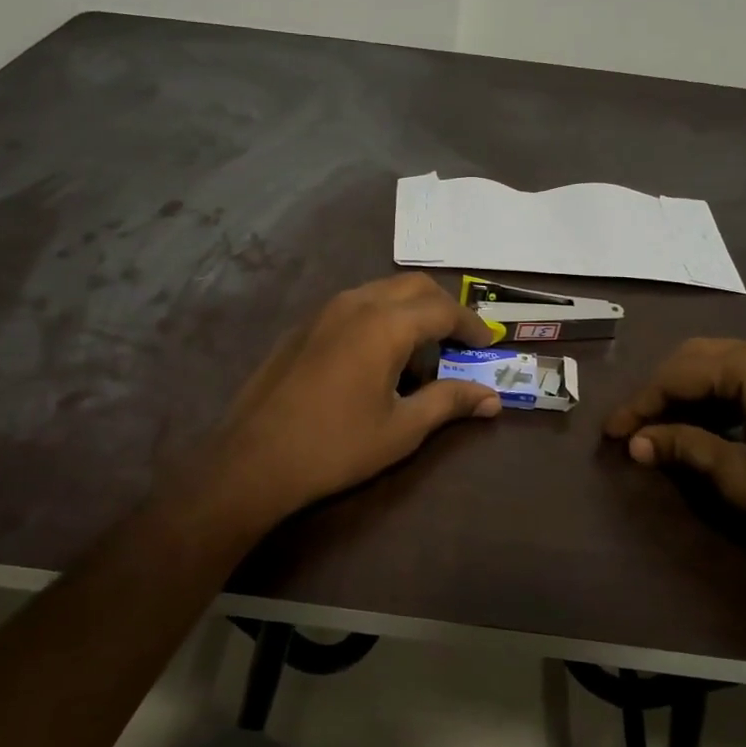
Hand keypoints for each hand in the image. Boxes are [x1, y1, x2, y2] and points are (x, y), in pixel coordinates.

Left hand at [211, 274, 500, 528]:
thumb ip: (449, 403)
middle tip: (459, 340)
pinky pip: (353, 306)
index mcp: (385, 324)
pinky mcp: (302, 327)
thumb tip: (491, 398)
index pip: (443, 309)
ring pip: (380, 291)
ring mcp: (323, 312)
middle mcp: (355, 304)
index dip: (471, 325)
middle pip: (413, 287)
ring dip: (409, 310)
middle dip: (443, 307)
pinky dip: (379, 317)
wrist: (254, 459)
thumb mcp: (402, 428)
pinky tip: (377, 356)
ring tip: (422, 349)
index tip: (488, 344)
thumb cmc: (336, 446)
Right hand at [604, 338, 745, 585]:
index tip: (610, 432)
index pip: (680, 374)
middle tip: (634, 429)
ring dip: (687, 393)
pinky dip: (717, 396)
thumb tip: (635, 442)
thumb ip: (685, 448)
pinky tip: (704, 424)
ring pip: (721, 363)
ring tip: (661, 429)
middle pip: (698, 357)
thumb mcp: (742, 476)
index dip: (640, 403)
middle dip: (661, 392)